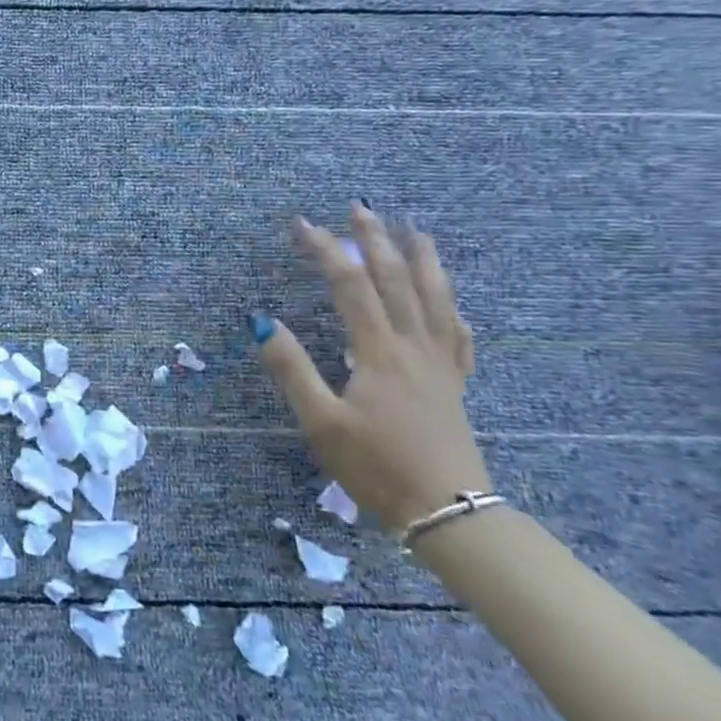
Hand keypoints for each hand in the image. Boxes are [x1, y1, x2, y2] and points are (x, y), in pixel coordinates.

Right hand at [252, 203, 489, 531]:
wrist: (448, 511)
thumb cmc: (375, 466)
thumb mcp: (320, 421)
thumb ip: (292, 368)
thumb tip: (262, 321)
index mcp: (378, 352)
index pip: (350, 286)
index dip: (326, 251)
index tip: (302, 225)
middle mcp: (414, 347)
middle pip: (396, 281)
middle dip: (375, 241)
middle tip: (360, 208)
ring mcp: (440, 365)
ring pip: (436, 300)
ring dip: (423, 260)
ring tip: (416, 230)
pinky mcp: (455, 385)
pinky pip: (458, 335)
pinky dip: (452, 308)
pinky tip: (450, 301)